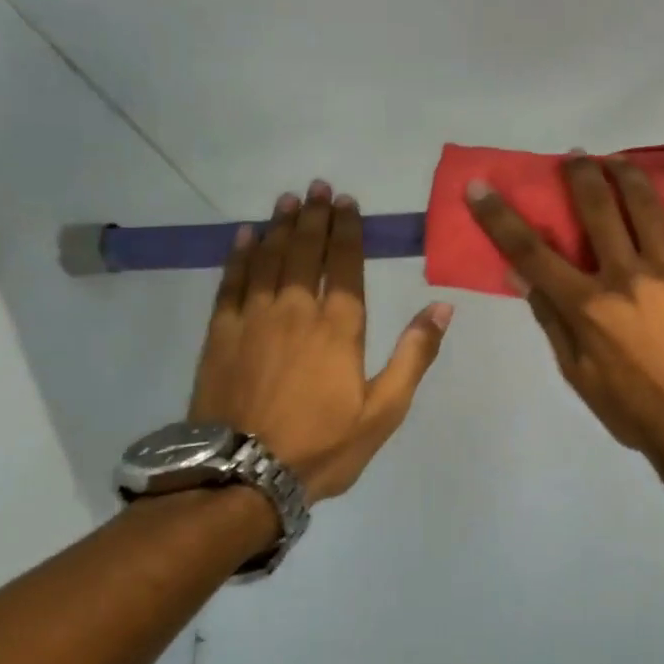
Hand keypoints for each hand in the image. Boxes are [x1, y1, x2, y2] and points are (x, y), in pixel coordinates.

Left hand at [190, 181, 451, 501]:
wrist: (242, 475)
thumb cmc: (322, 445)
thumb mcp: (384, 410)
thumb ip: (413, 355)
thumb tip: (442, 307)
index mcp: (339, 327)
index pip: (345, 265)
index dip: (347, 231)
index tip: (347, 203)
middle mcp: (296, 310)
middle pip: (305, 252)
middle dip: (313, 217)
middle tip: (317, 187)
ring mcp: (254, 319)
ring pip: (268, 259)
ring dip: (279, 227)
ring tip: (287, 200)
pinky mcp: (221, 334)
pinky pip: (231, 282)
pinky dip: (239, 256)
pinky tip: (244, 237)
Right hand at [467, 155, 663, 488]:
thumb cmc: (635, 410)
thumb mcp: (578, 374)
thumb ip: (551, 320)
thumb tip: (520, 276)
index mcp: (586, 305)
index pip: (531, 251)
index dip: (500, 217)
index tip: (481, 188)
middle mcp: (624, 275)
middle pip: (595, 209)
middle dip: (578, 175)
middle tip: (573, 156)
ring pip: (645, 204)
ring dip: (627, 172)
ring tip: (617, 158)